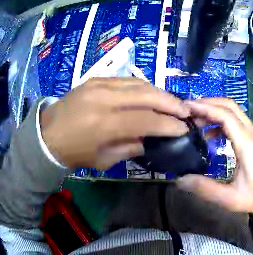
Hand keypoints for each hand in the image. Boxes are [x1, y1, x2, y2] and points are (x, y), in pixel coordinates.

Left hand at [40, 78, 189, 169]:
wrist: (49, 133)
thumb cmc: (74, 153)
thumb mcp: (102, 160)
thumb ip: (128, 148)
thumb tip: (149, 142)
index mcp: (104, 124)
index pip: (145, 120)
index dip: (167, 124)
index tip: (183, 129)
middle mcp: (104, 98)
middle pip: (146, 94)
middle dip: (170, 102)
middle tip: (185, 111)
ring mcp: (100, 84)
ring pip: (138, 83)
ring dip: (159, 92)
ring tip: (171, 102)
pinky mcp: (97, 78)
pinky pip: (126, 80)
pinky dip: (142, 87)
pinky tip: (150, 95)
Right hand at [177, 99, 252, 216]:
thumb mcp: (232, 199)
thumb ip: (206, 189)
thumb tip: (180, 179)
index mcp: (248, 144)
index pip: (226, 115)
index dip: (205, 108)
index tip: (185, 107)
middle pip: (230, 106)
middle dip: (208, 104)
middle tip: (186, 110)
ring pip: (233, 112)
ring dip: (213, 111)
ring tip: (193, 120)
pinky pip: (236, 122)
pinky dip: (219, 121)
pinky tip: (208, 134)